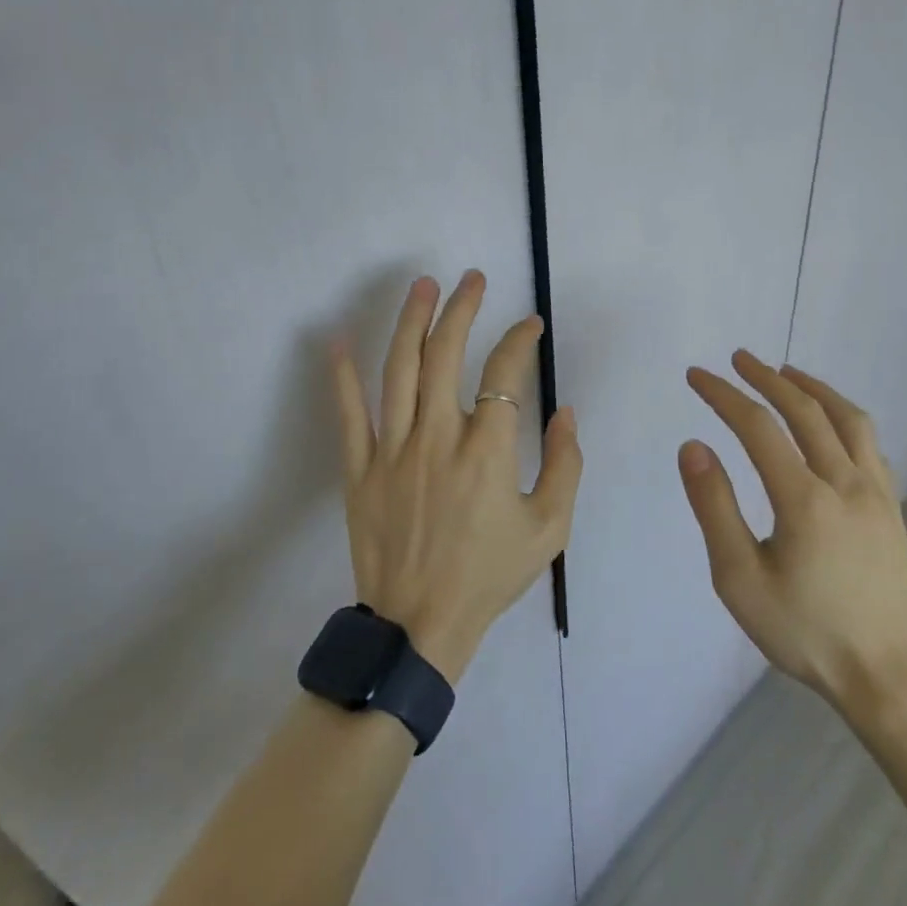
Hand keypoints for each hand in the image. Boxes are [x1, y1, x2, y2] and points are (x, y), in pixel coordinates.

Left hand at [330, 272, 581, 682]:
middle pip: (446, 355)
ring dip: (412, 322)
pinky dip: (343, 375)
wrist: (419, 627)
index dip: (519, 340)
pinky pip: (349, 414)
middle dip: (461, 308)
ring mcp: (393, 450)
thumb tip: (564, 412)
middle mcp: (438, 437)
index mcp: (487, 451)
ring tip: (423, 285)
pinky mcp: (360, 469)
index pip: (505, 373)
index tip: (529, 326)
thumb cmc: (489, 575)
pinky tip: (340, 338)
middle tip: (472, 279)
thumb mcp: (550, 528)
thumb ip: (566, 464)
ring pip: (399, 370)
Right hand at [680, 350, 906, 714]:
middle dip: (765, 378)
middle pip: (804, 410)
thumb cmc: (805, 631)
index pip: (757, 426)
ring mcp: (876, 491)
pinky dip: (844, 416)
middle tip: (737, 359)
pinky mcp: (892, 506)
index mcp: (804, 499)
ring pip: (847, 418)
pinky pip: (869, 443)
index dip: (723, 394)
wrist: (887, 674)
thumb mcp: (740, 579)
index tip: (697, 375)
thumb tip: (694, 446)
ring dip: (813, 388)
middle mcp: (845, 481)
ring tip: (785, 373)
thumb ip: (715, 508)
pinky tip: (831, 420)